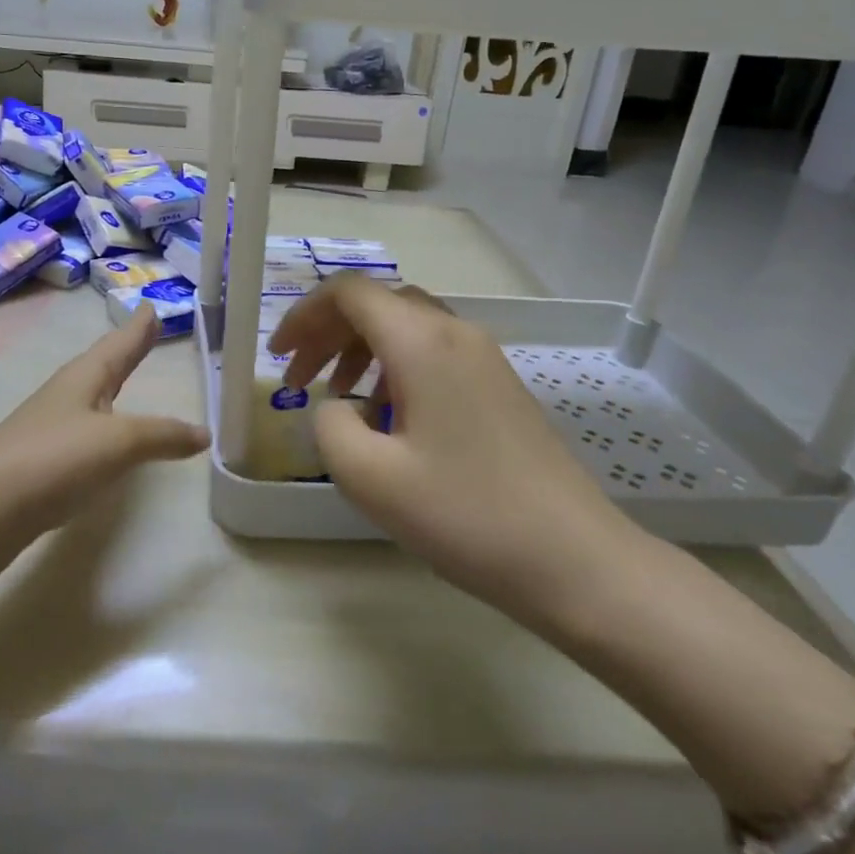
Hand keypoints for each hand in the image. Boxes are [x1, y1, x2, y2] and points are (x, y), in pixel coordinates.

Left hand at [0, 305, 208, 592]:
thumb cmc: (50, 461)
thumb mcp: (117, 443)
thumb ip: (162, 435)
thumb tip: (204, 433)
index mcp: (84, 379)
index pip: (119, 344)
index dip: (138, 328)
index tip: (152, 306)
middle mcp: (67, 397)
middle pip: (104, 365)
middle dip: (127, 350)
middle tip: (147, 331)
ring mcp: (51, 431)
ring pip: (93, 400)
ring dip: (114, 386)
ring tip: (130, 378)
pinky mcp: (43, 466)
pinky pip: (87, 436)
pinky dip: (106, 430)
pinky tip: (108, 443)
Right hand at [269, 275, 636, 631]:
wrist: (576, 560)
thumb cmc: (466, 514)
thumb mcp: (369, 476)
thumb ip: (328, 425)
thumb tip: (334, 407)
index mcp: (422, 342)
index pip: (349, 293)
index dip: (303, 316)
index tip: (279, 358)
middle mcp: (455, 333)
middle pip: (378, 305)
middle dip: (328, 334)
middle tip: (299, 380)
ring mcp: (484, 358)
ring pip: (406, 328)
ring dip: (361, 352)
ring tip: (338, 400)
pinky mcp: (499, 386)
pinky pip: (433, 355)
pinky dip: (394, 370)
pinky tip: (388, 421)